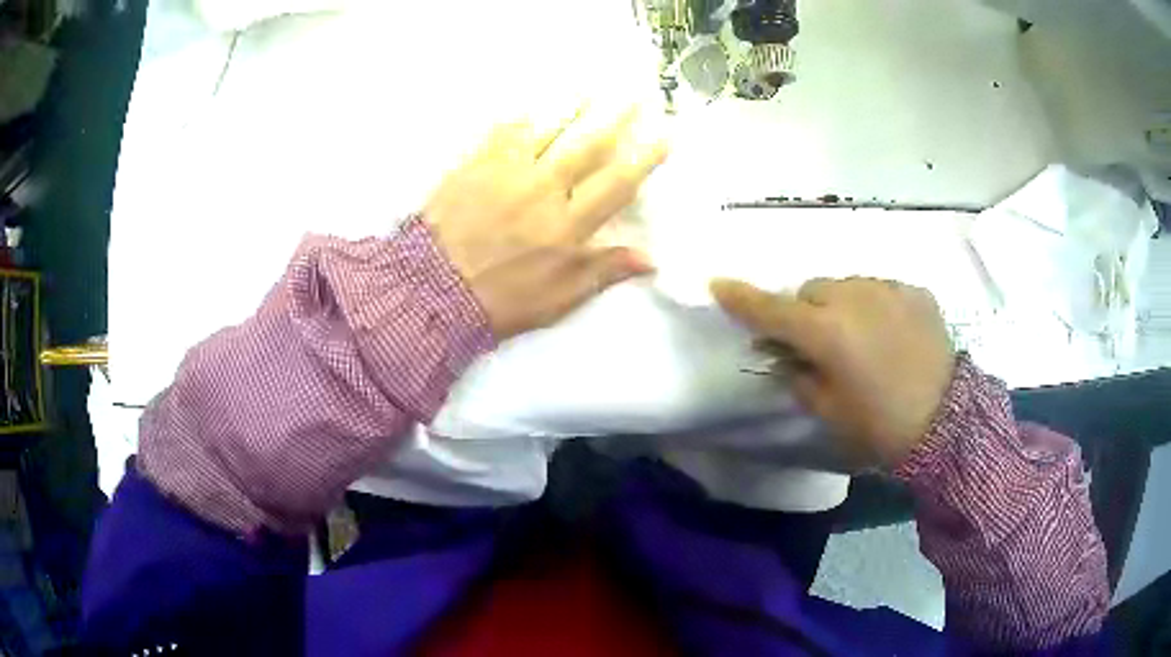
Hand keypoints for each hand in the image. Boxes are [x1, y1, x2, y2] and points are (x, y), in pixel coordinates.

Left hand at [425, 106, 668, 339]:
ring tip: (590, 88)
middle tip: (634, 95)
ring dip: (572, 106)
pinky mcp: (475, 164)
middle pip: (587, 145)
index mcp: (567, 226)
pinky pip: (502, 130)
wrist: (432, 290)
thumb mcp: (558, 299)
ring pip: (547, 128)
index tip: (664, 135)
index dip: (644, 158)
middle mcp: (543, 190)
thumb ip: (603, 273)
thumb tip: (649, 259)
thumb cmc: (500, 300)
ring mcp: (507, 172)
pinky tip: (531, 105)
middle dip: (615, 117)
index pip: (616, 184)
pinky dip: (521, 115)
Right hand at [712, 277, 955, 467]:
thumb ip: (800, 376)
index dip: (742, 298)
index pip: (772, 309)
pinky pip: (881, 290)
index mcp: (827, 332)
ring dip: (840, 305)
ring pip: (846, 285)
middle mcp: (854, 298)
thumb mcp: (829, 411)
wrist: (948, 422)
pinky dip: (874, 307)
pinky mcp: (915, 292)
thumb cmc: (881, 426)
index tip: (718, 283)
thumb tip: (786, 355)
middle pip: (811, 289)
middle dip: (804, 311)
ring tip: (859, 338)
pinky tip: (890, 334)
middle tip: (815, 342)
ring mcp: (888, 289)